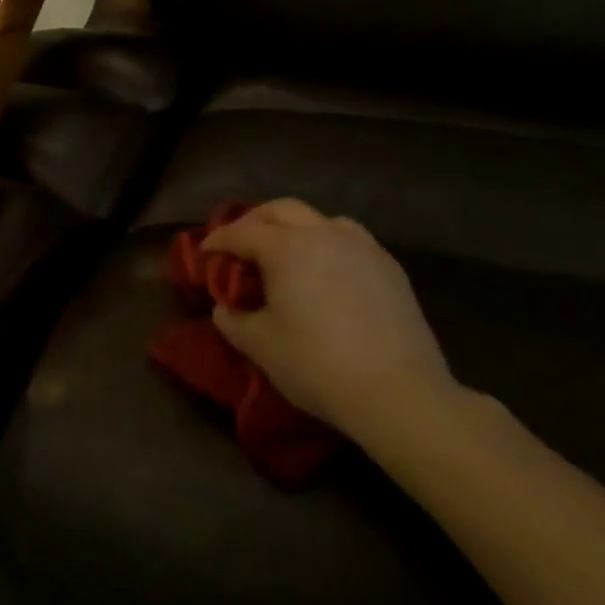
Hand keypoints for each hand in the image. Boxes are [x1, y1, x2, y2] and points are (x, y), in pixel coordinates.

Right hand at [204, 200, 456, 445]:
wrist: (400, 395)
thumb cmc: (318, 365)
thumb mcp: (260, 346)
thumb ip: (233, 320)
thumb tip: (224, 308)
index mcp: (285, 248)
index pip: (241, 232)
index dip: (218, 240)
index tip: (205, 252)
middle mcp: (322, 234)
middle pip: (280, 210)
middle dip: (254, 221)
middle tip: (241, 244)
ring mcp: (361, 248)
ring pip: (320, 219)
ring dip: (295, 227)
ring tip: (287, 251)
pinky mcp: (390, 268)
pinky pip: (351, 239)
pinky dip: (329, 243)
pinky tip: (328, 270)